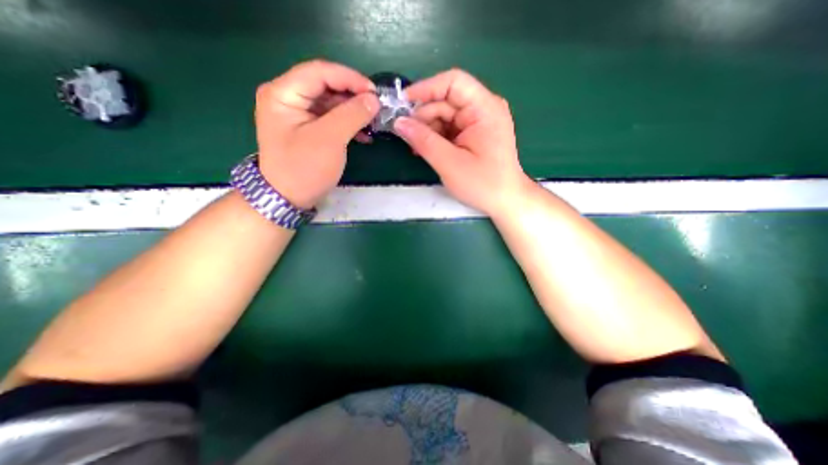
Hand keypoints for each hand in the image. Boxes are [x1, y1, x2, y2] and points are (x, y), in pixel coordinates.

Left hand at [254, 59, 379, 208]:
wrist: (288, 198)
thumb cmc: (305, 169)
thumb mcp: (329, 140)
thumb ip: (352, 115)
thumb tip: (374, 99)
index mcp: (283, 93)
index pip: (319, 72)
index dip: (350, 78)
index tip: (375, 93)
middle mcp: (288, 98)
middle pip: (325, 85)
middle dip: (354, 95)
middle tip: (377, 107)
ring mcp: (298, 114)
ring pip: (331, 103)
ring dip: (353, 111)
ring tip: (374, 121)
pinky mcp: (308, 129)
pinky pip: (331, 118)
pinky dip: (348, 124)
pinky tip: (364, 134)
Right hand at [392, 67, 530, 215]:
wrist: (505, 201)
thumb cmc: (483, 184)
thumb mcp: (450, 163)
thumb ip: (424, 141)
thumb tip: (399, 122)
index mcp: (484, 108)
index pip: (453, 82)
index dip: (426, 88)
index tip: (402, 104)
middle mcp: (483, 109)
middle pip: (446, 101)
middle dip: (423, 116)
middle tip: (405, 135)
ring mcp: (478, 122)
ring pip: (445, 116)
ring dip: (427, 129)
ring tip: (415, 147)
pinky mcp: (473, 134)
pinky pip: (449, 128)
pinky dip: (435, 137)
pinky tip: (425, 149)